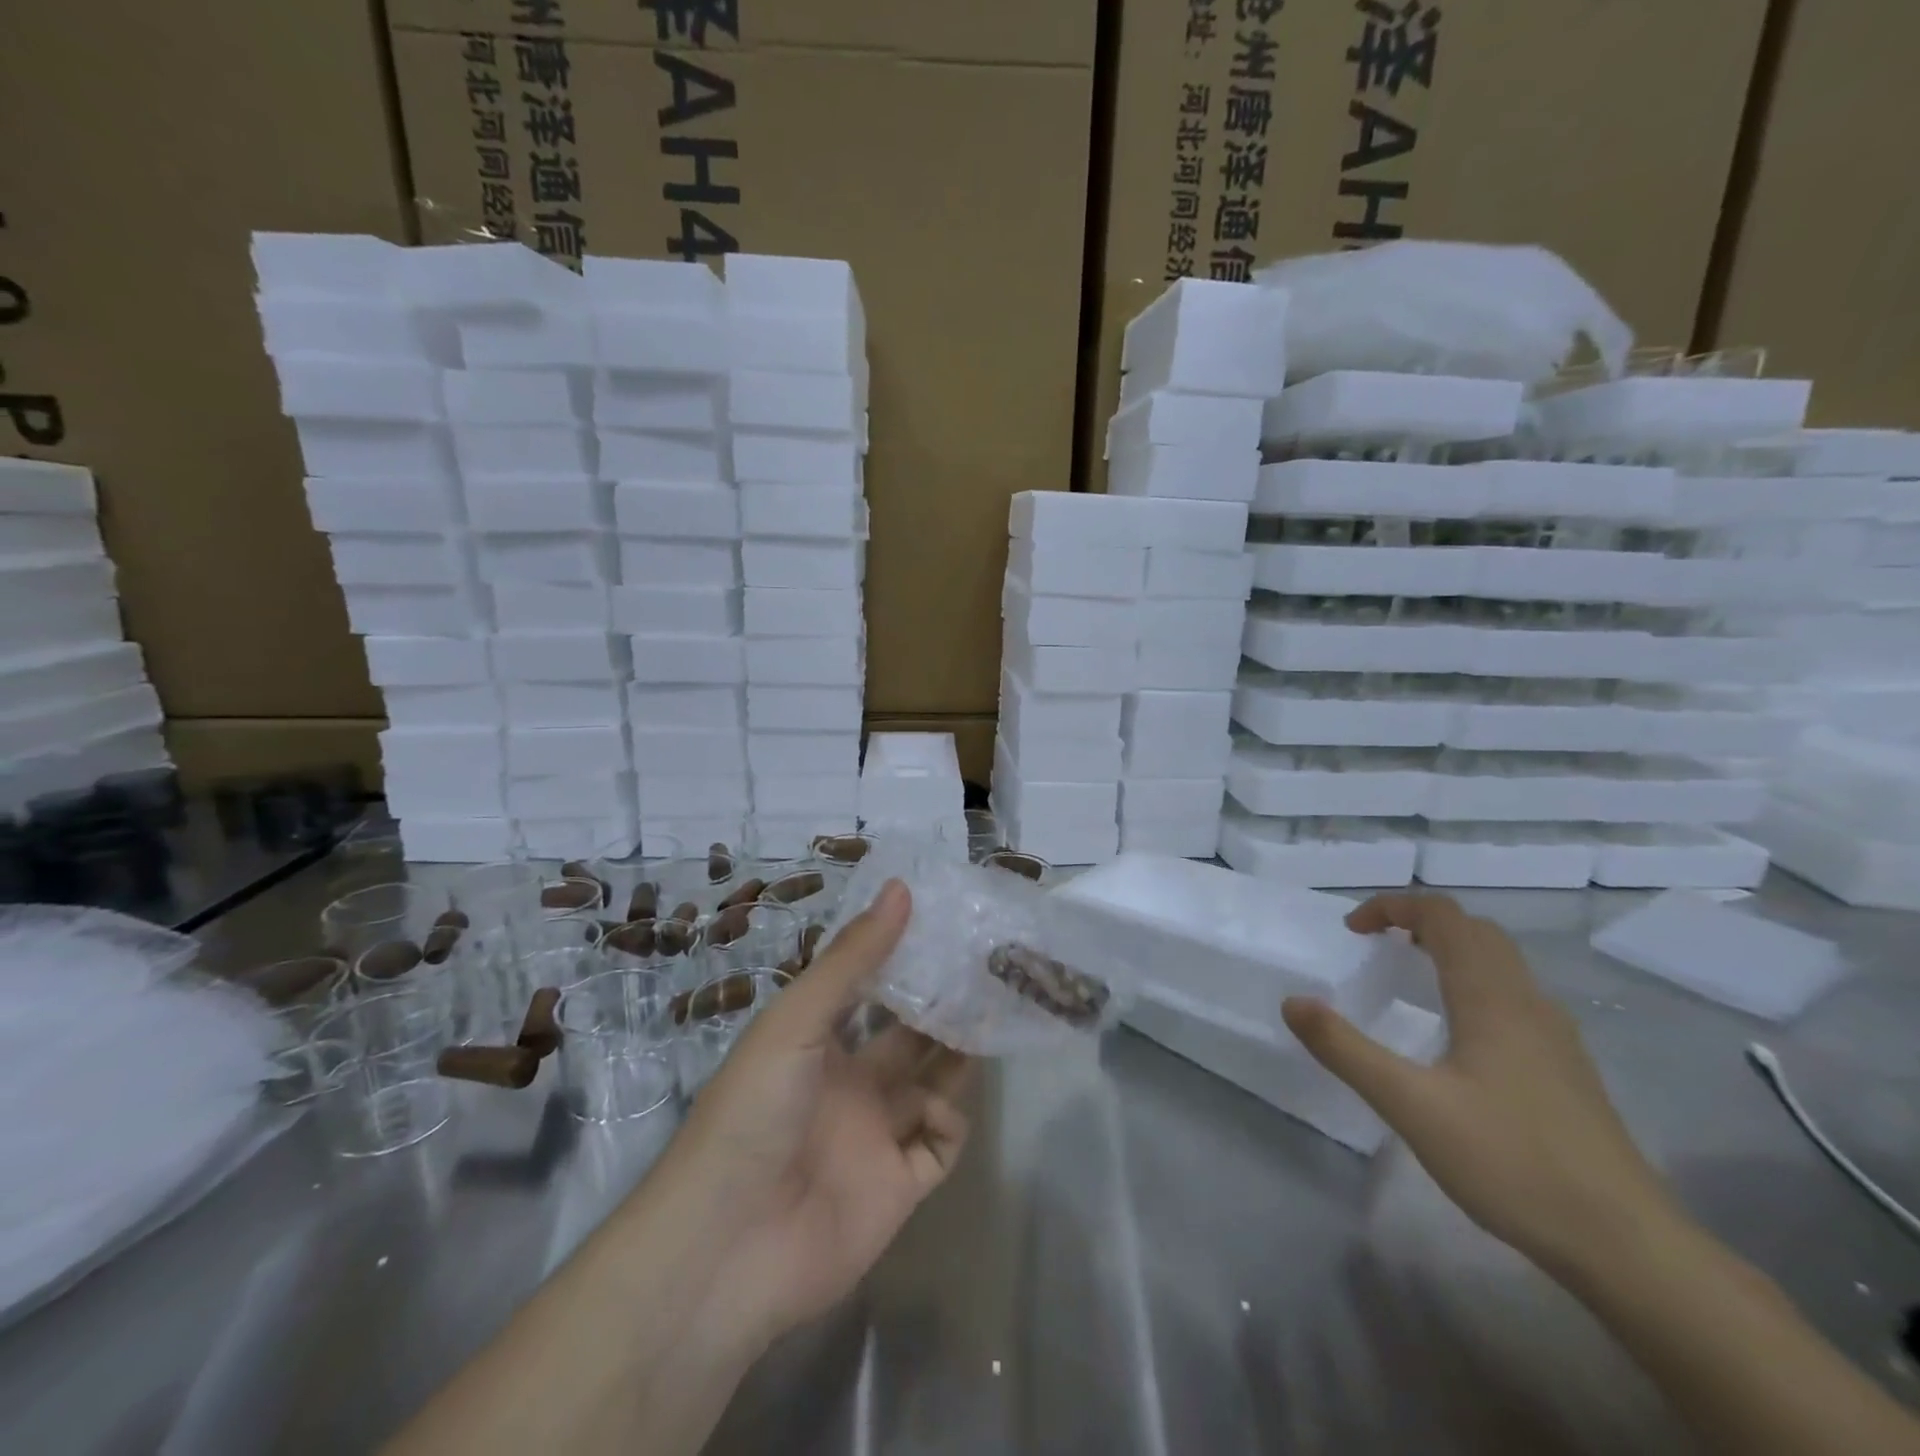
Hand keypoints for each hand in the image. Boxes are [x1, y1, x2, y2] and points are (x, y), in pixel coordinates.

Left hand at [662, 880, 973, 1347]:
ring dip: (958, 1058)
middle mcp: (850, 1086)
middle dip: (943, 1009)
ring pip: (931, 1088)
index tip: (947, 930)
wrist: (727, 1246)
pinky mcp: (897, 1189)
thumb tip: (900, 887)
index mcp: (818, 1044)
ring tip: (992, 1019)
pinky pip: (938, 1148)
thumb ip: (852, 959)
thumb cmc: (753, 1110)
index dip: (906, 964)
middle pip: (909, 1040)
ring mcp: (874, 1138)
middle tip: (987, 974)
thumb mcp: (797, 1021)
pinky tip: (944, 1107)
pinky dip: (950, 1124)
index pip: (871, 994)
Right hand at [1282, 893, 1677, 1279]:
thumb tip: (1293, 1002)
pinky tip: (1456, 1032)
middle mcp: (1527, 1002)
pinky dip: (1473, 982)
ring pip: (1500, 963)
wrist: (1629, 1247)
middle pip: (1476, 931)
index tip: (1352, 930)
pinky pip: (1513, 996)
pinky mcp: (1567, 1069)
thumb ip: (1345, 1049)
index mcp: (1491, 997)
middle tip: (1376, 944)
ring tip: (1408, 976)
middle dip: (1420, 922)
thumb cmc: (1512, 1163)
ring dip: (1449, 949)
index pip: (1443, 916)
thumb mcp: (1411, 1105)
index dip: (1393, 907)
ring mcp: (1555, 1037)